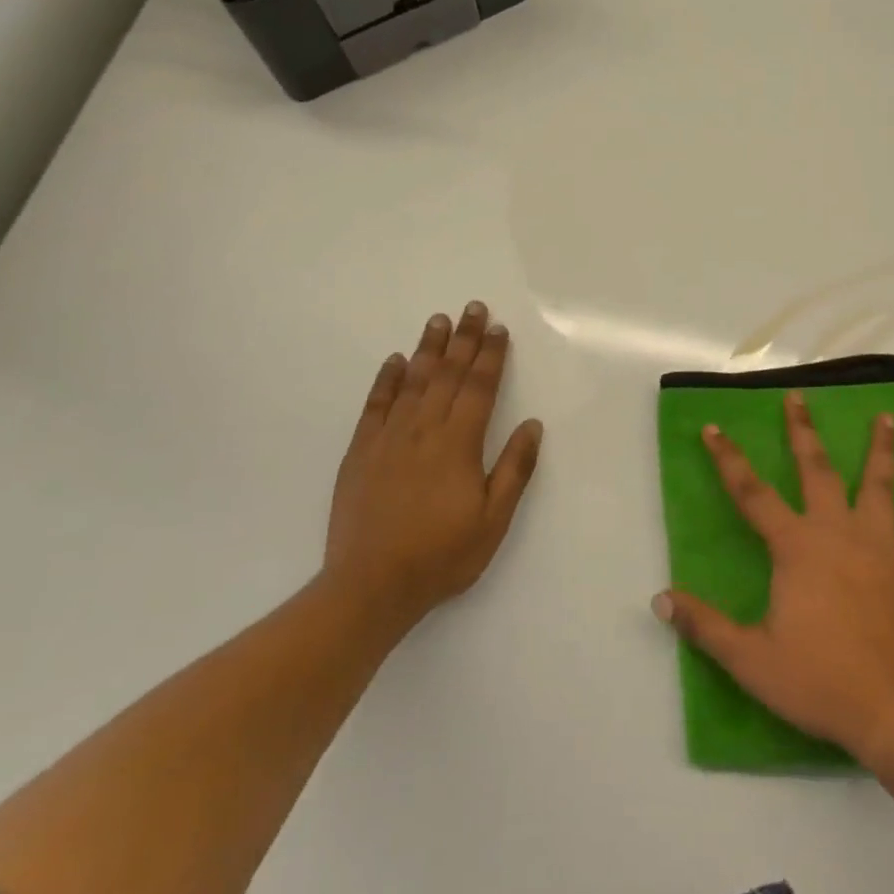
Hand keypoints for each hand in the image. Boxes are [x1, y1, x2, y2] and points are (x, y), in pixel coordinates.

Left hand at [326, 303, 543, 635]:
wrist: (371, 585)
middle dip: (464, 339)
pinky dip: (386, 380)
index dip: (491, 356)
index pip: (479, 388)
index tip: (498, 329)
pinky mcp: (361, 451)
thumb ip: (514, 469)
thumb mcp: (493, 520)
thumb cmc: (441, 555)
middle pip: (448, 374)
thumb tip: (532, 424)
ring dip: (428, 349)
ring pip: (412, 381)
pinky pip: (375, 405)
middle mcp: (424, 430)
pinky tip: (394, 361)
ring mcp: (389, 438)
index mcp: (459, 444)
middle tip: (473, 307)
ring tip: (439, 320)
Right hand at [654, 390, 893, 763]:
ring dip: (882, 449)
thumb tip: (660, 598)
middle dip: (803, 431)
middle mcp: (837, 531)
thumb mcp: (750, 658)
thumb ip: (705, 626)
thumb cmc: (820, 680)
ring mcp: (881, 545)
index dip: (729, 459)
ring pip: (880, 485)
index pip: (751, 493)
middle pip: (816, 470)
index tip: (715, 428)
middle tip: (799, 397)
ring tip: (888, 417)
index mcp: (796, 546)